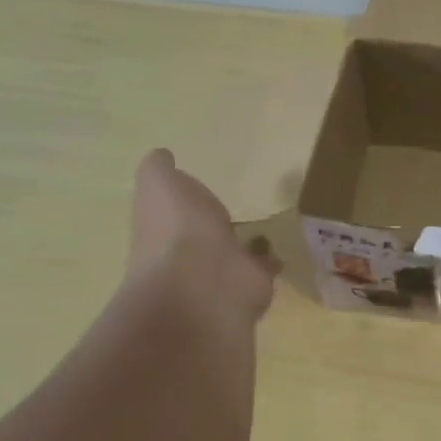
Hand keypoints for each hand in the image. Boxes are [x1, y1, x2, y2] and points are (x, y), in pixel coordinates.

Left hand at [127, 149, 276, 327]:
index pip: (174, 211)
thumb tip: (161, 156)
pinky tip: (282, 245)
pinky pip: (262, 269)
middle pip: (202, 234)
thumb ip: (158, 170)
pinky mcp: (252, 284)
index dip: (183, 200)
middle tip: (232, 209)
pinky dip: (270, 260)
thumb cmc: (178, 229)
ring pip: (232, 253)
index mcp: (165, 227)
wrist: (205, 283)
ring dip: (244, 244)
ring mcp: (220, 272)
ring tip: (264, 227)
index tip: (199, 187)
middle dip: (213, 224)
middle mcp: (188, 252)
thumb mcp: (159, 184)